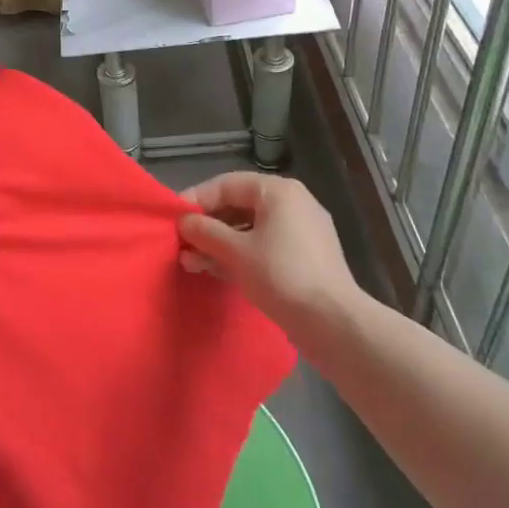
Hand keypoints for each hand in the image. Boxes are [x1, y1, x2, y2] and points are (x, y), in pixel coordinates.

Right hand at [179, 171, 364, 329]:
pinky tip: (216, 271)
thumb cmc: (282, 275)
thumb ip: (206, 232)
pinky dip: (241, 255)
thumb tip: (183, 223)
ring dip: (220, 243)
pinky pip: (265, 246)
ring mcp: (302, 232)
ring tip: (192, 261)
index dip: (197, 199)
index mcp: (278, 191)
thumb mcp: (236, 252)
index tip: (174, 219)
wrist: (334, 323)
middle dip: (207, 225)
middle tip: (181, 242)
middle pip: (239, 206)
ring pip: (250, 229)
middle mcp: (293, 203)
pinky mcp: (306, 258)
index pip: (227, 184)